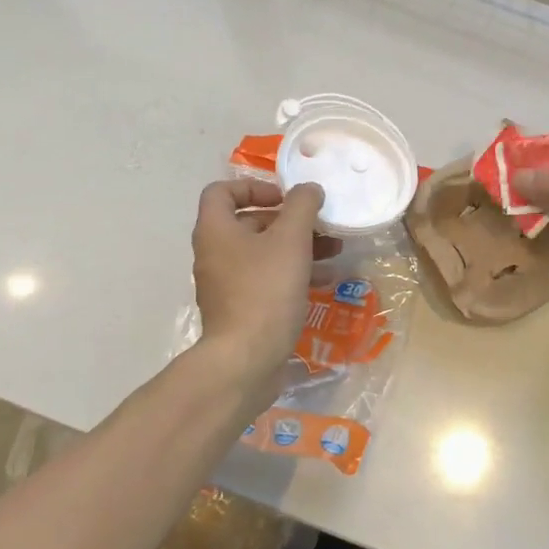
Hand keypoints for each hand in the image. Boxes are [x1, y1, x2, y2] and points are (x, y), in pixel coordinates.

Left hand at [191, 179, 327, 394]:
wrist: (245, 361)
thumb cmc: (265, 290)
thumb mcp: (290, 239)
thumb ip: (302, 206)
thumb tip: (309, 189)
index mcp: (216, 230)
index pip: (222, 191)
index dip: (254, 187)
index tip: (285, 197)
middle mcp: (215, 253)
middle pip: (250, 222)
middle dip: (289, 220)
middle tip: (320, 223)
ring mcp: (226, 284)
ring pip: (263, 253)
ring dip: (298, 246)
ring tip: (334, 250)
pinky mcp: (241, 309)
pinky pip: (267, 280)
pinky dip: (293, 273)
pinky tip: (325, 279)